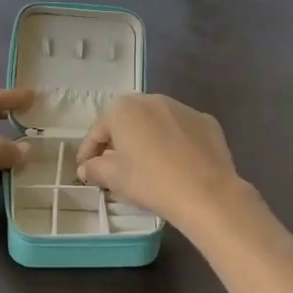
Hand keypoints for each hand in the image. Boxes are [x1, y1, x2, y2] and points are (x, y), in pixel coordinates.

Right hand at [74, 94, 246, 231]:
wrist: (207, 192)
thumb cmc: (151, 182)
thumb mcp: (115, 178)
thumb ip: (94, 168)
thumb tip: (86, 168)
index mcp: (124, 109)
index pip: (98, 130)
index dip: (88, 151)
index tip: (85, 170)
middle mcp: (152, 99)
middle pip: (127, 120)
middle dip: (118, 141)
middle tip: (113, 165)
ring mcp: (182, 108)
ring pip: (156, 122)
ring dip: (147, 138)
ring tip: (146, 163)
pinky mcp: (206, 121)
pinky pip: (182, 130)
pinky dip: (174, 142)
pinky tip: (176, 163)